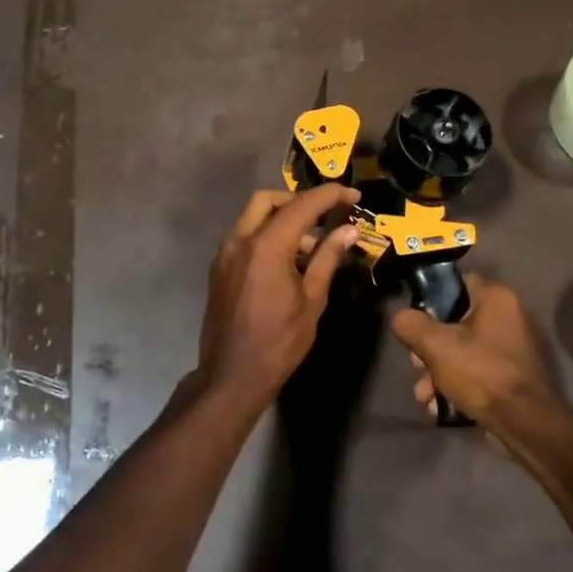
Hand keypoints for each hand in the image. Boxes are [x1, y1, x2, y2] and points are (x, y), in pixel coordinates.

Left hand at [194, 186, 361, 410]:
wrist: (231, 376)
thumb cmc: (279, 342)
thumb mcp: (312, 300)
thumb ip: (327, 259)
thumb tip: (348, 231)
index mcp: (266, 247)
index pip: (302, 205)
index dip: (329, 195)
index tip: (352, 195)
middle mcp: (240, 241)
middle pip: (268, 200)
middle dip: (298, 201)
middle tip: (325, 217)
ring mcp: (225, 254)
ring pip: (252, 217)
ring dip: (282, 219)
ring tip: (311, 247)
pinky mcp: (219, 268)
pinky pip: (244, 237)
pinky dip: (266, 235)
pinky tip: (287, 261)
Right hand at [391, 275, 562, 435]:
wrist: (523, 423)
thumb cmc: (481, 372)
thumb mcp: (435, 345)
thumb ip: (411, 324)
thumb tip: (401, 318)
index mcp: (496, 298)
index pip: (457, 283)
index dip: (431, 298)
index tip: (414, 319)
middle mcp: (507, 317)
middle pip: (453, 322)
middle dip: (428, 348)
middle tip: (416, 365)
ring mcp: (510, 349)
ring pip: (460, 351)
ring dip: (436, 372)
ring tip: (424, 394)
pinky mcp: (509, 376)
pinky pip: (474, 372)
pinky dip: (455, 386)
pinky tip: (438, 406)